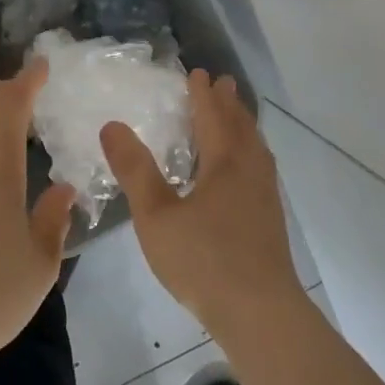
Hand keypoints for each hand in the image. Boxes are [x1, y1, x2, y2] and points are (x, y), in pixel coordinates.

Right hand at [101, 71, 305, 342]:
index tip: (198, 72)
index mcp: (225, 162)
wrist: (260, 311)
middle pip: (241, 126)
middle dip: (229, 103)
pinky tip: (243, 172)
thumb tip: (112, 125)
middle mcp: (251, 169)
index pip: (213, 116)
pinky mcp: (271, 217)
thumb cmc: (203, 260)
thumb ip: (135, 170)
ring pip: (255, 147)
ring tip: (236, 119)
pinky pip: (260, 166)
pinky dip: (250, 151)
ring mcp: (266, 194)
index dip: (203, 94)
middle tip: (222, 84)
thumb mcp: (156, 216)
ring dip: (243, 126)